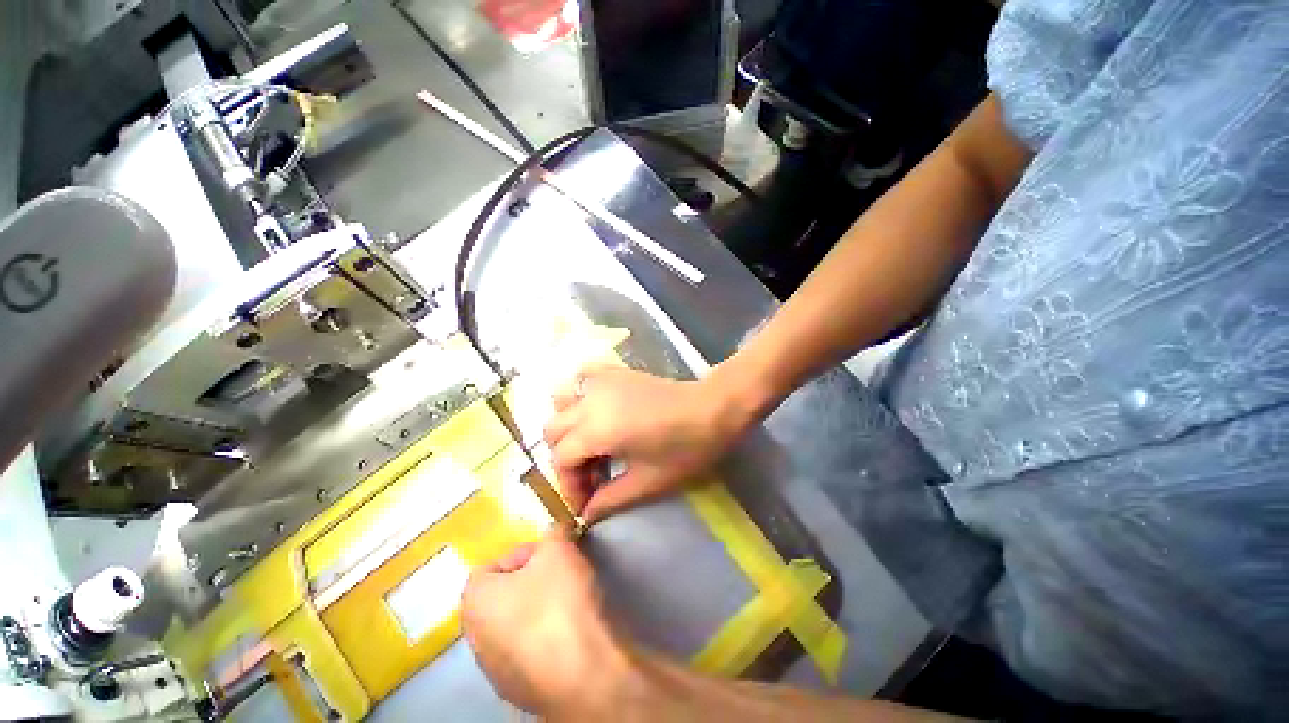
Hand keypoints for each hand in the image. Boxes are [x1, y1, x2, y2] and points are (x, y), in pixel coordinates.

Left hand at [460, 529, 629, 715]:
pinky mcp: (519, 692)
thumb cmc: (558, 601)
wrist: (581, 671)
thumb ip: (554, 532)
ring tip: (569, 601)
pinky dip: (546, 639)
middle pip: (502, 595)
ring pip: (515, 625)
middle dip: (532, 579)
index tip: (550, 554)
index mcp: (474, 601)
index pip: (491, 565)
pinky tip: (570, 632)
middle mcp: (474, 638)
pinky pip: (530, 652)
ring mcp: (495, 671)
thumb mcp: (558, 548)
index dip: (523, 553)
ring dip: (538, 609)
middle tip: (560, 572)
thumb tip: (557, 531)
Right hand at [542, 365, 753, 521]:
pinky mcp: (614, 372)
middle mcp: (590, 401)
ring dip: (568, 425)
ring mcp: (601, 381)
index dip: (569, 486)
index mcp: (597, 429)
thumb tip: (586, 514)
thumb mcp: (648, 481)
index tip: (585, 504)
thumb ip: (611, 499)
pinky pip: (582, 378)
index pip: (561, 459)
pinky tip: (595, 409)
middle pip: (553, 430)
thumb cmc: (685, 448)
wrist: (712, 410)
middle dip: (566, 459)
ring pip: (561, 401)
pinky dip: (580, 394)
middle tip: (591, 477)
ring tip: (591, 443)